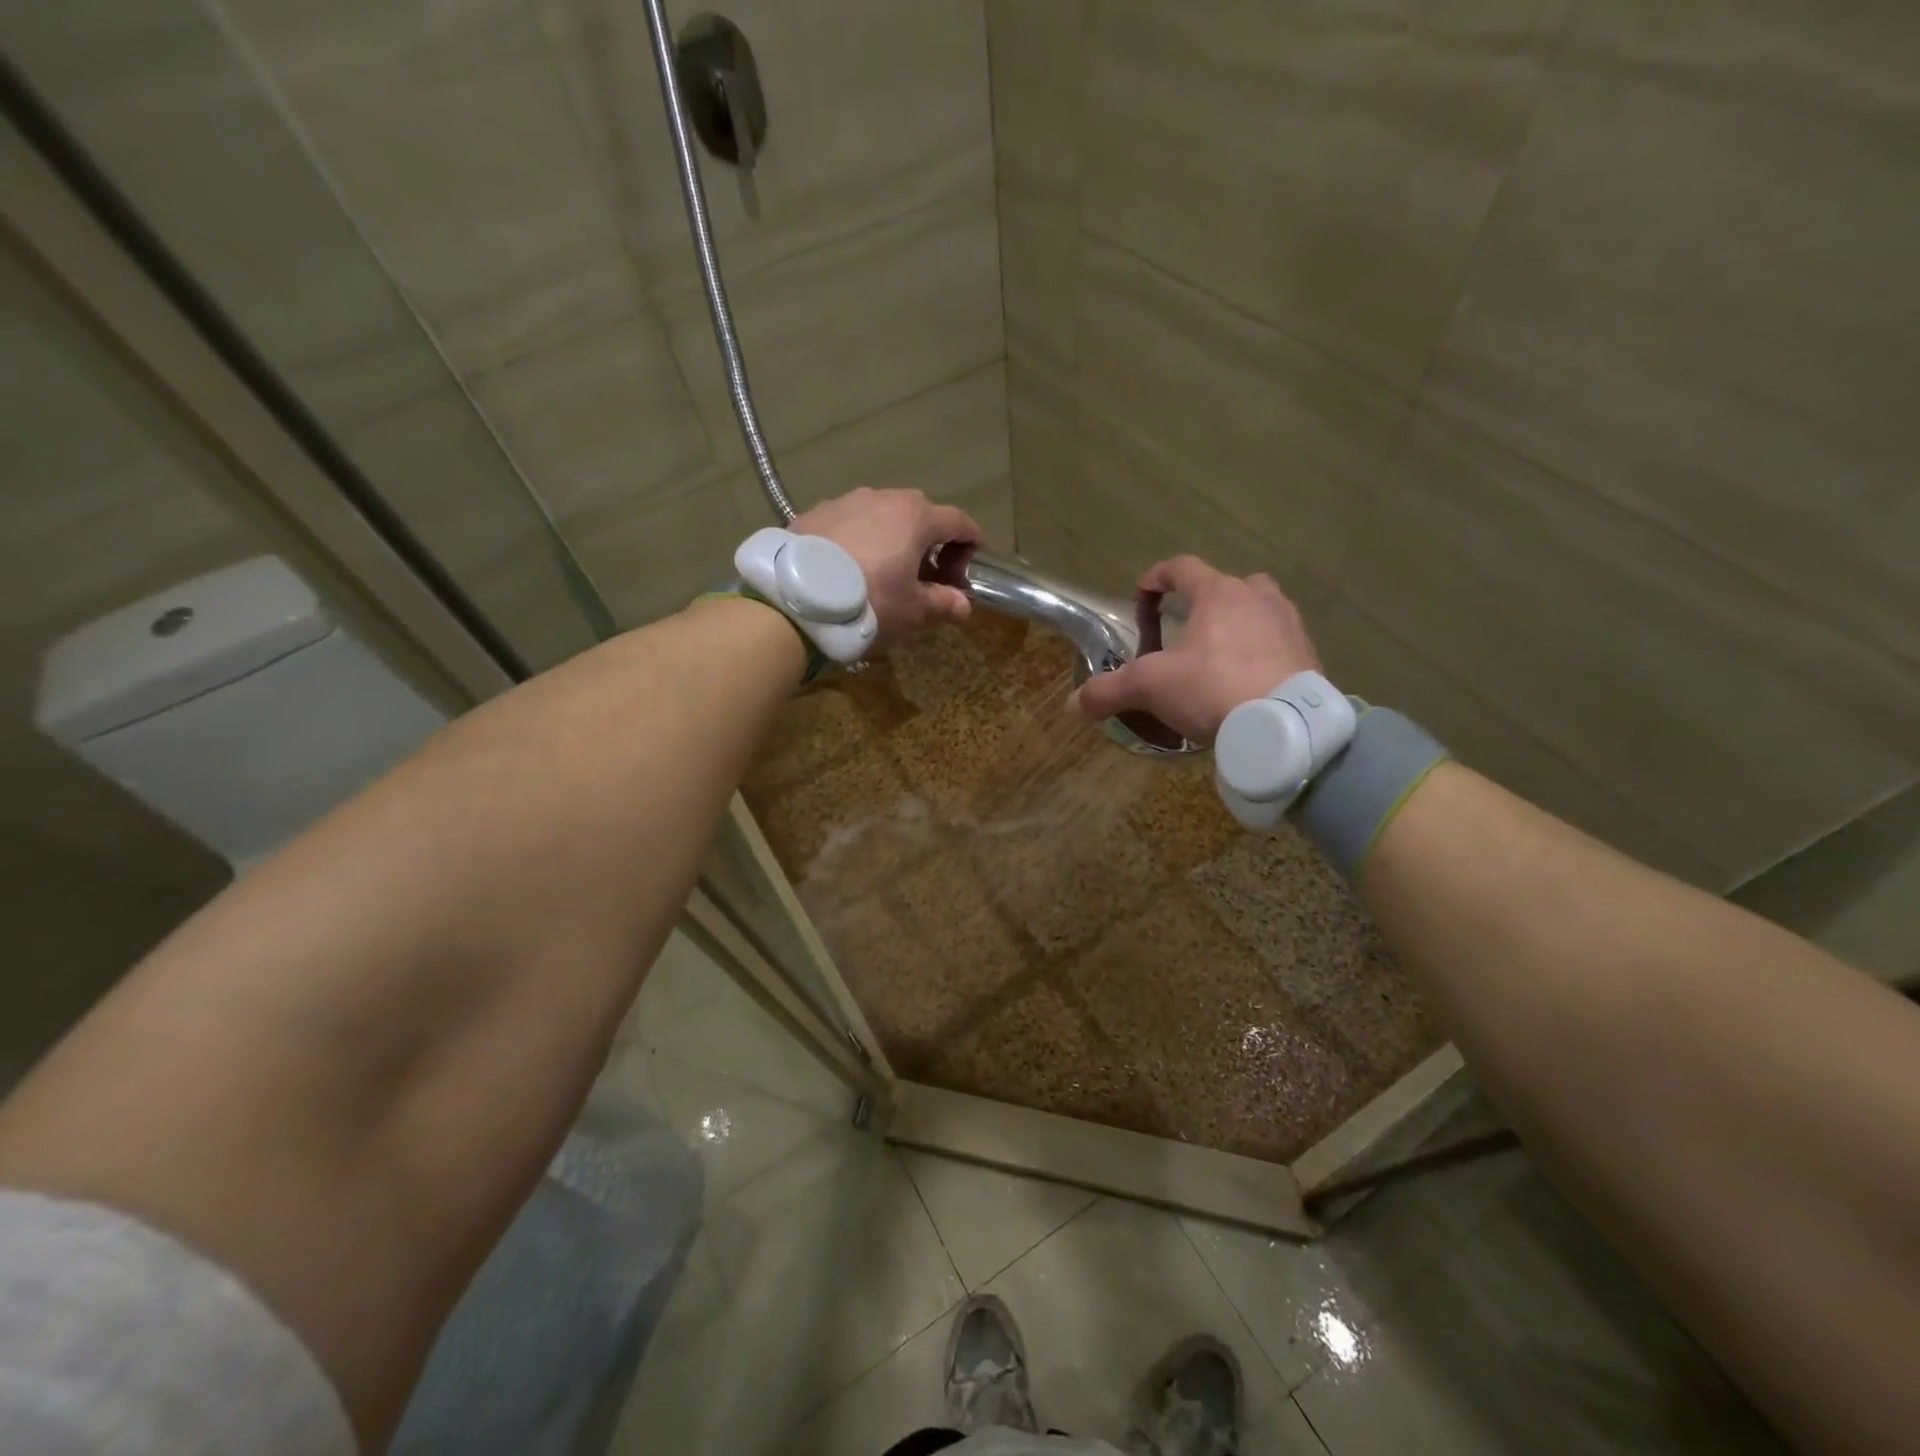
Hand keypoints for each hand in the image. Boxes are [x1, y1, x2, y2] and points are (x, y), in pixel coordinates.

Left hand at [792, 488, 979, 647]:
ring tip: (883, 572)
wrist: (796, 598)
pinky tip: (848, 569)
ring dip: (891, 539)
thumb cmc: (869, 601)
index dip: (969, 543)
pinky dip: (859, 541)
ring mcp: (845, 502)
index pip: (957, 521)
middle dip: (929, 543)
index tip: (969, 565)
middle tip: (925, 576)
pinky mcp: (814, 513)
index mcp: (916, 517)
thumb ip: (942, 603)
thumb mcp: (911, 611)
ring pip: (881, 516)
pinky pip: (849, 524)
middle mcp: (883, 498)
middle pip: (919, 514)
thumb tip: (963, 605)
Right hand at [1071, 556, 1320, 744]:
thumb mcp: (1150, 688)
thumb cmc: (1213, 688)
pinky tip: (1250, 682)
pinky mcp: (1310, 656)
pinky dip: (1263, 654)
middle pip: (1229, 585)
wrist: (1286, 726)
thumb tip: (1072, 704)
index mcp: (1218, 594)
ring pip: (1261, 610)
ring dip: (1240, 624)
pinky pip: (1281, 644)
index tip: (1142, 595)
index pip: (1182, 567)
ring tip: (1221, 655)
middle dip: (1206, 601)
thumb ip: (1109, 690)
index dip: (1157, 578)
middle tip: (1188, 629)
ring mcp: (1290, 625)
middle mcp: (1258, 599)